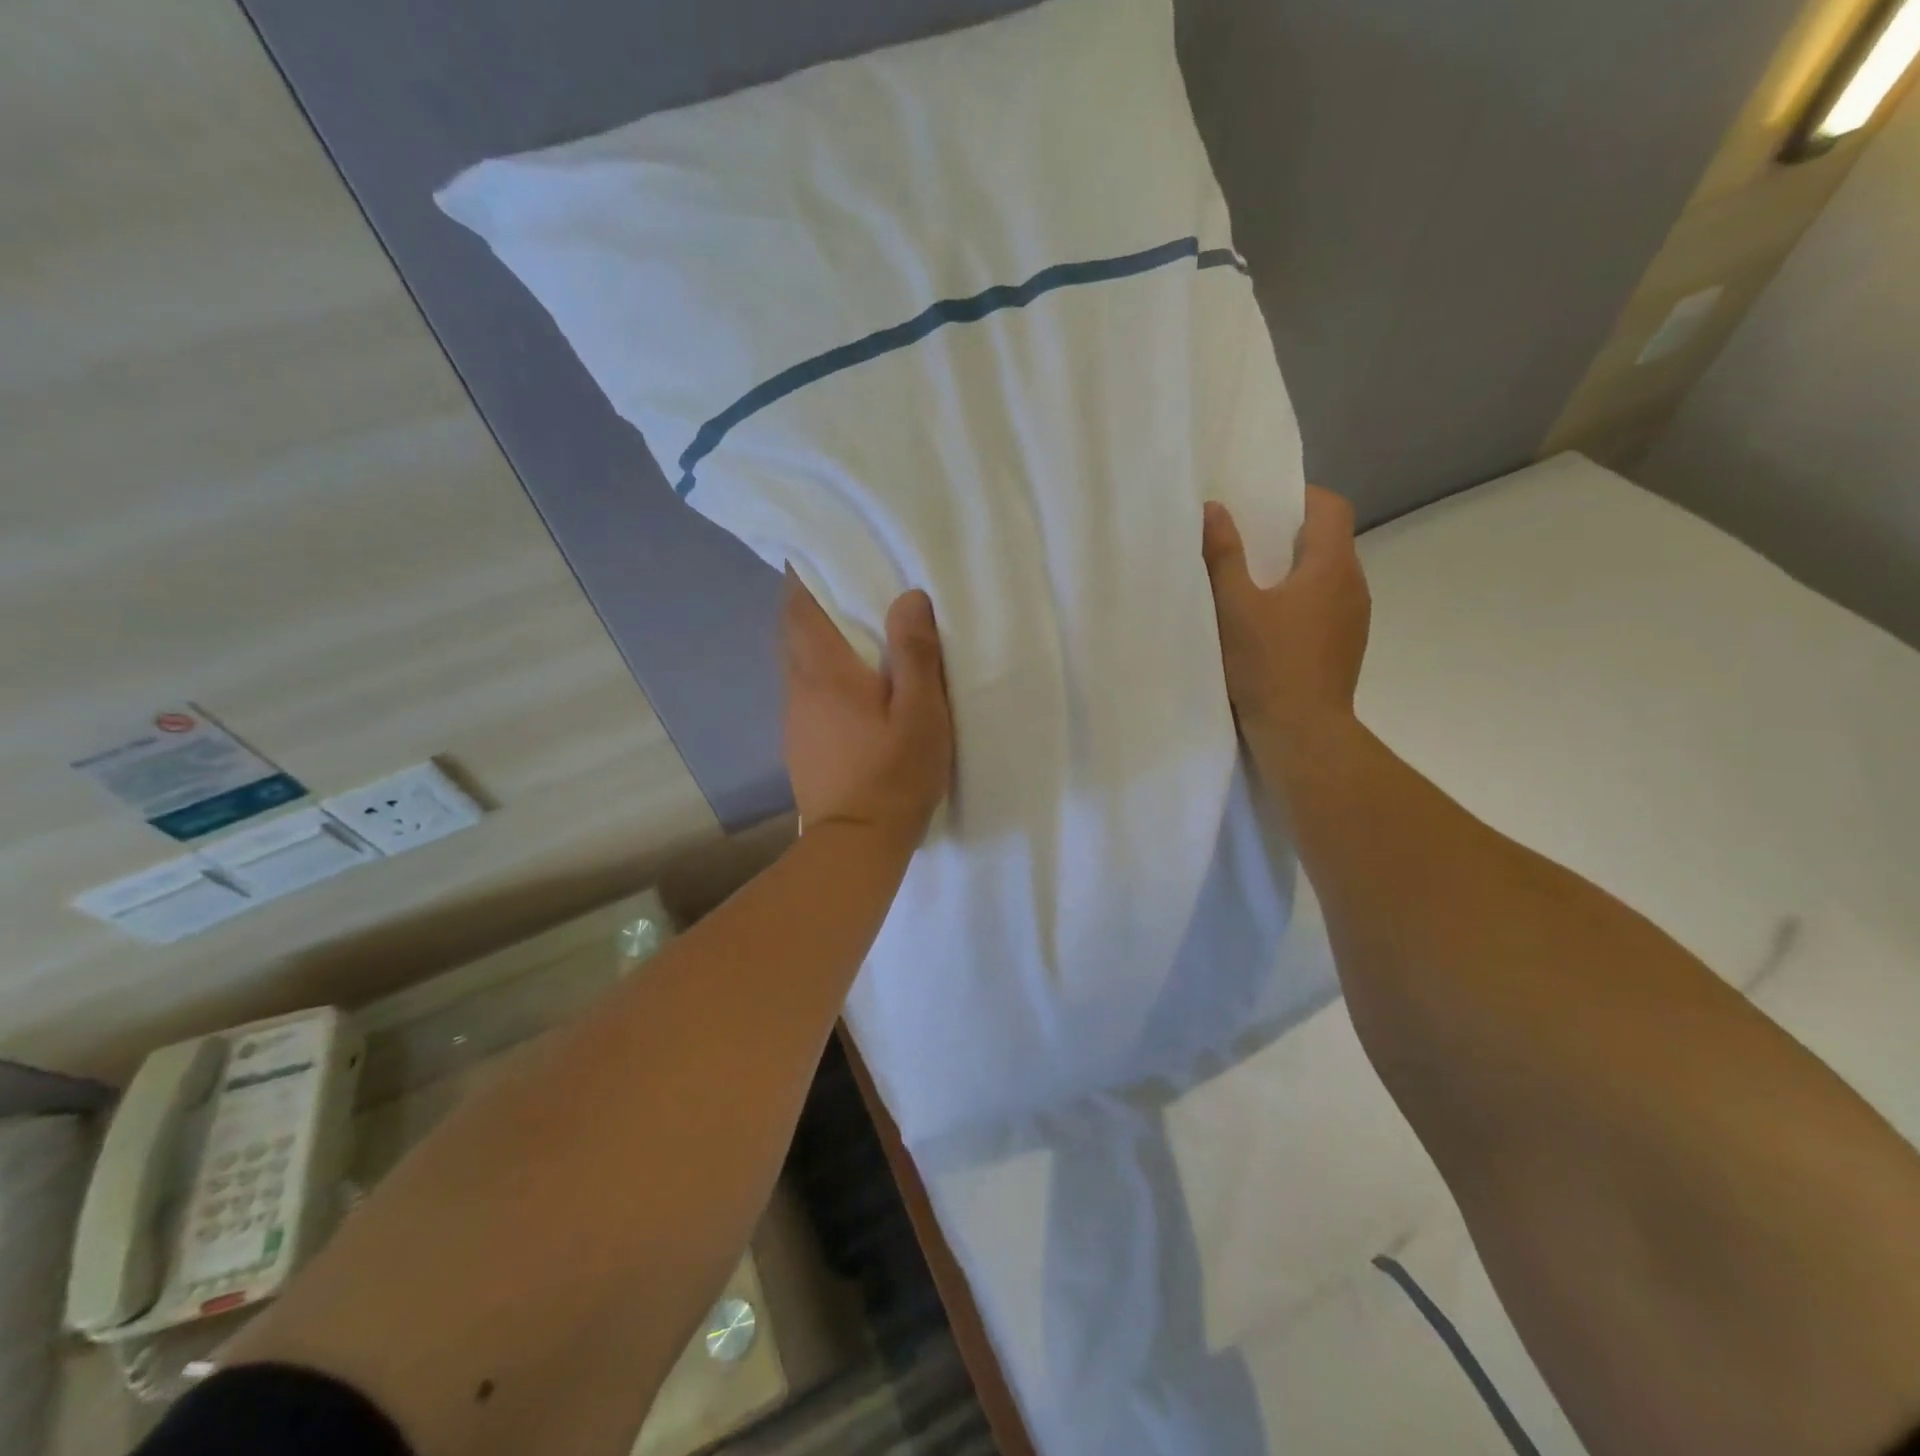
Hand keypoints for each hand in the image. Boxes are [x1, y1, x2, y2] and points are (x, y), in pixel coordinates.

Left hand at [781, 570, 953, 851]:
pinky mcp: (801, 744)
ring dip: (816, 640)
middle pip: (792, 632)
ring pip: (797, 663)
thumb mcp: (921, 713)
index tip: (817, 553)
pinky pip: (806, 691)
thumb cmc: (893, 775)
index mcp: (825, 672)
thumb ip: (916, 654)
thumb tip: (908, 596)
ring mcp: (795, 719)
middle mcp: (799, 688)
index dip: (802, 576)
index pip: (799, 608)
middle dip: (809, 604)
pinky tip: (850, 686)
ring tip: (851, 630)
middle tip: (843, 585)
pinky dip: (821, 673)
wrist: (856, 844)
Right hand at [1202, 486, 1371, 755]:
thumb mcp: (1233, 607)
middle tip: (1245, 544)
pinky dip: (1301, 602)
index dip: (1300, 496)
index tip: (1262, 505)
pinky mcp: (1345, 647)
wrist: (1302, 733)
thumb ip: (1223, 555)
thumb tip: (1214, 509)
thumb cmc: (1267, 664)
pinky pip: (1326, 607)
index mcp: (1332, 566)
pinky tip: (1269, 627)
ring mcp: (1354, 620)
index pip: (1331, 507)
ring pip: (1327, 577)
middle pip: (1329, 541)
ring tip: (1252, 587)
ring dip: (1295, 572)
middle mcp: (1353, 585)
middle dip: (1289, 535)